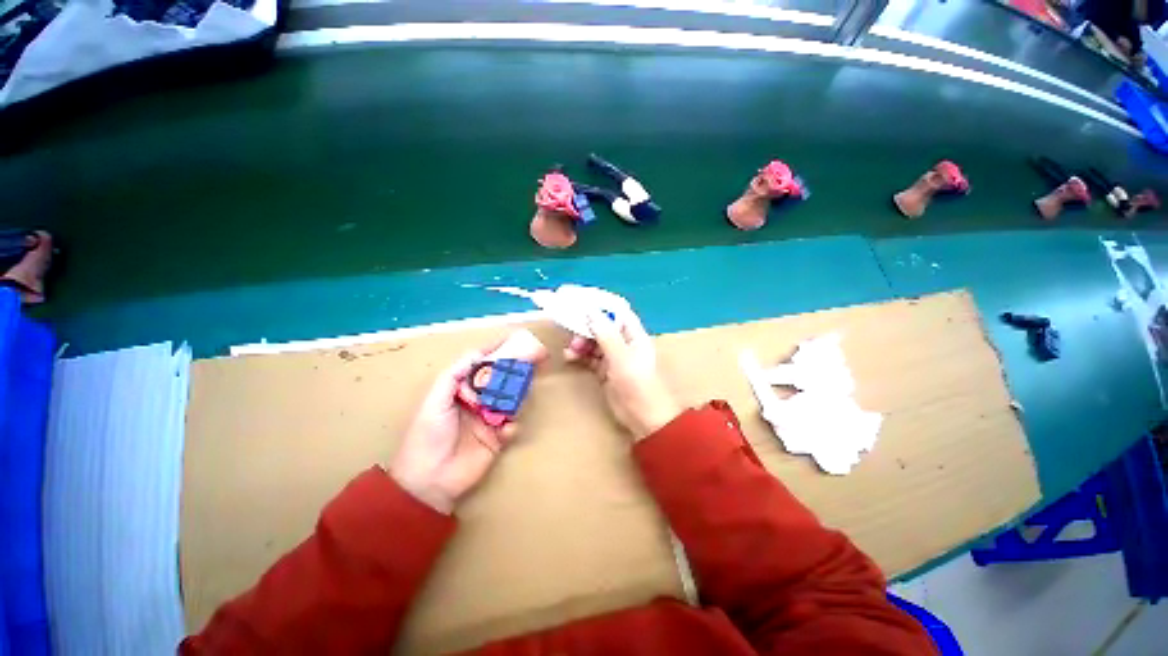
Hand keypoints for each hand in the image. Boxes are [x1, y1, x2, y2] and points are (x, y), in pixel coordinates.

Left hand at [390, 349, 517, 513]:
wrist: (429, 481)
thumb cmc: (427, 436)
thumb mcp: (434, 401)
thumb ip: (453, 375)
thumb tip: (476, 354)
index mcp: (460, 390)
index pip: (480, 365)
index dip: (495, 351)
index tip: (513, 338)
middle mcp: (477, 401)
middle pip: (500, 381)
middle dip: (514, 371)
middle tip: (532, 361)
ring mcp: (489, 419)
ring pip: (510, 401)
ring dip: (517, 398)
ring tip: (521, 396)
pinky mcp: (497, 439)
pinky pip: (512, 426)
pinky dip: (512, 426)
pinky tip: (505, 431)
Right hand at [565, 310, 680, 440]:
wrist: (644, 417)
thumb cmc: (637, 383)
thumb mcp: (621, 357)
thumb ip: (606, 334)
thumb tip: (590, 312)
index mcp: (633, 334)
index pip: (615, 311)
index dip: (599, 304)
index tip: (578, 300)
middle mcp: (623, 342)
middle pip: (601, 326)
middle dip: (585, 326)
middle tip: (570, 329)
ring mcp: (614, 357)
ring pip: (593, 342)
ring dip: (580, 342)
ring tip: (571, 349)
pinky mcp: (605, 371)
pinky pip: (589, 358)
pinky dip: (579, 356)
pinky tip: (570, 357)